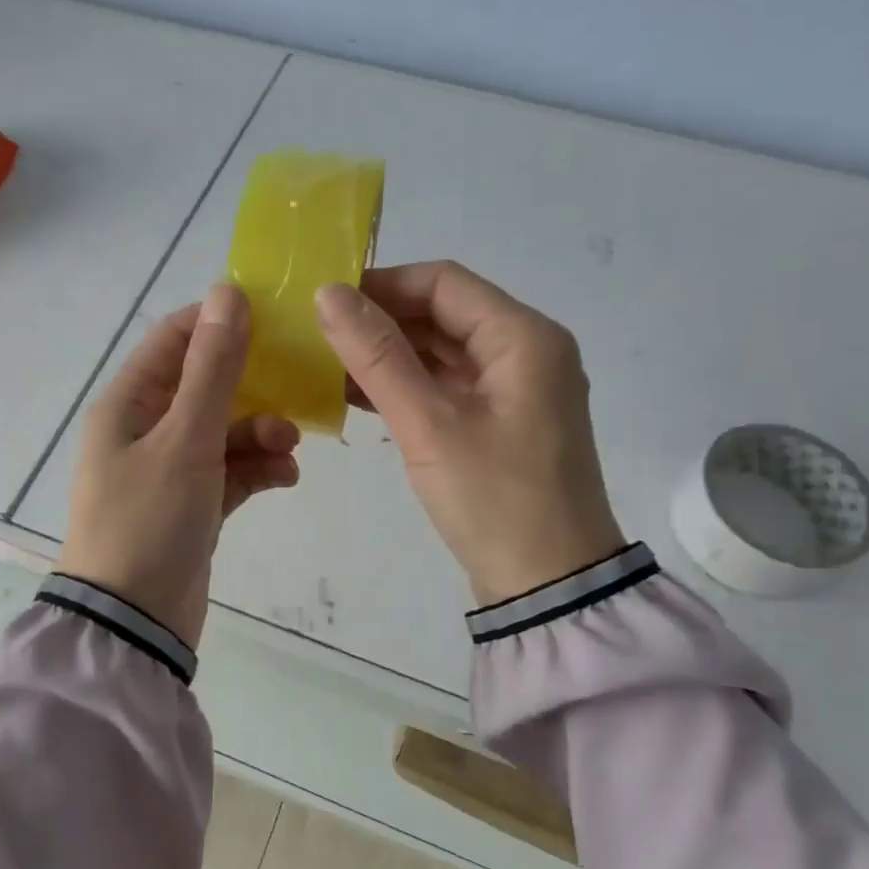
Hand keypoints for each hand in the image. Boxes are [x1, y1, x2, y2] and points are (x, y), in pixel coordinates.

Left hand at [61, 284, 300, 647]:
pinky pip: (229, 472)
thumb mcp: (185, 439)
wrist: (134, 623)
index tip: (274, 319)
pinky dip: (257, 470)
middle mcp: (143, 430)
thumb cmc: (150, 521)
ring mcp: (167, 470)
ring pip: (223, 430)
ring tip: (290, 449)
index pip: (173, 339)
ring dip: (260, 432)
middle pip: (205, 385)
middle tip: (297, 389)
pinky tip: (285, 478)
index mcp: (127, 404)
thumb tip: (227, 292)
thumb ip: (212, 368)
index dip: (220, 322)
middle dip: (253, 387)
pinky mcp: (191, 505)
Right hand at [314, 260, 624, 605]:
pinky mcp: (501, 424)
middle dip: (382, 321)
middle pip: (444, 314)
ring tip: (327, 365)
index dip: (382, 284)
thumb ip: (378, 356)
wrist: (549, 587)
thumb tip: (327, 294)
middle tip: (318, 335)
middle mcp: (526, 352)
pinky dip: (406, 387)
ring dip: (390, 355)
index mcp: (524, 338)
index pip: (444, 282)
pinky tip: (358, 396)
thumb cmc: (494, 500)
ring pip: (443, 352)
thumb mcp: (429, 424)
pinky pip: (447, 387)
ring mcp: (515, 390)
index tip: (325, 300)